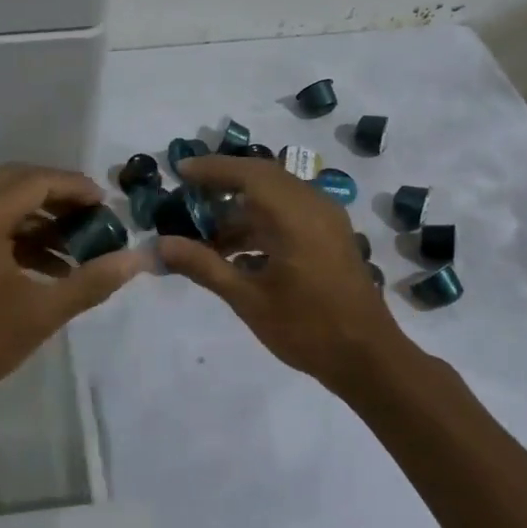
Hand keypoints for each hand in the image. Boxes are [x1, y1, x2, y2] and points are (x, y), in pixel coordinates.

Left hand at [0, 164, 144, 422]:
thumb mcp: (40, 313)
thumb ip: (91, 282)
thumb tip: (136, 260)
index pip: (37, 181)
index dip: (76, 188)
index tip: (107, 205)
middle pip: (17, 181)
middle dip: (58, 195)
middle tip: (92, 215)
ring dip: (38, 215)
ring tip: (75, 243)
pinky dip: (15, 232)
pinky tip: (45, 263)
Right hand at [158, 155, 404, 388]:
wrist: (368, 359)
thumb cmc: (307, 328)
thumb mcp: (247, 298)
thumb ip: (202, 265)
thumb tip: (158, 246)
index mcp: (294, 215)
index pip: (247, 173)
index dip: (211, 168)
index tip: (179, 171)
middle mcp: (313, 206)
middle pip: (261, 178)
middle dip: (223, 184)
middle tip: (187, 195)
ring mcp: (326, 221)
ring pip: (275, 198)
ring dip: (240, 210)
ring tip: (204, 235)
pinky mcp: (330, 237)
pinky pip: (289, 215)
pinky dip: (260, 224)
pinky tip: (235, 253)